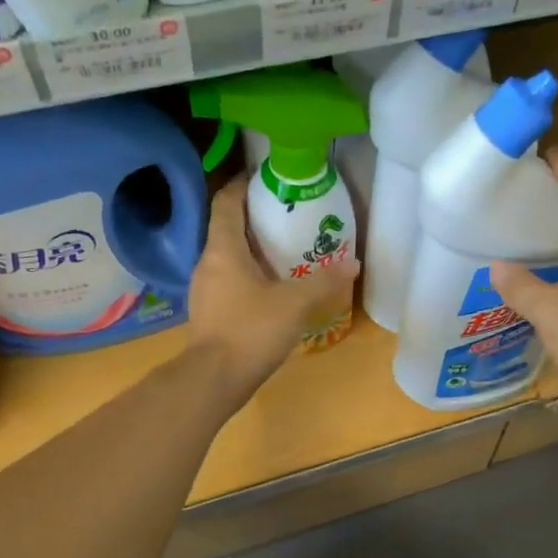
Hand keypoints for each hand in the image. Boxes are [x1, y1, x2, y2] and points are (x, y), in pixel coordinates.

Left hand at [187, 174, 358, 398]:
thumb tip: (353, 264)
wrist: (213, 380)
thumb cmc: (250, 330)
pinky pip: (229, 280)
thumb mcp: (294, 304)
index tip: (266, 177)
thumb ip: (323, 282)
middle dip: (255, 218)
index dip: (243, 184)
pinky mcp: (209, 312)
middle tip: (288, 215)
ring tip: (285, 249)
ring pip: (228, 256)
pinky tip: (271, 287)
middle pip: (228, 228)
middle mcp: (207, 262)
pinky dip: (248, 274)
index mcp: (223, 249)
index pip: (227, 202)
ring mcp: (204, 289)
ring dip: (252, 248)